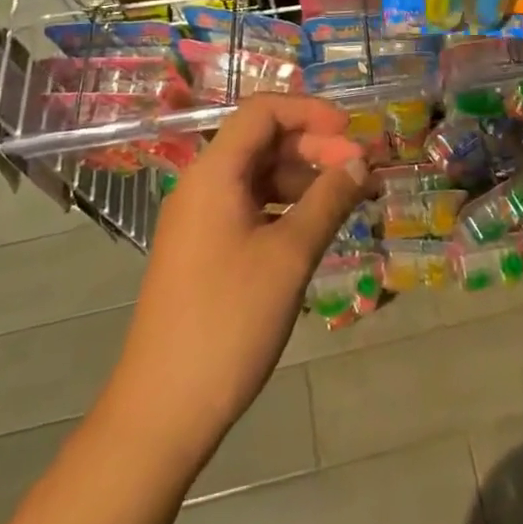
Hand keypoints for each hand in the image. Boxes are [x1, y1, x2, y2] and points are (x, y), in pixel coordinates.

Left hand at [105, 95, 368, 465]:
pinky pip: (249, 208)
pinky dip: (285, 208)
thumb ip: (328, 200)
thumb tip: (361, 163)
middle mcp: (201, 185)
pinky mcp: (203, 251)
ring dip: (304, 179)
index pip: (263, 111)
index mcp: (214, 173)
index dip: (310, 112)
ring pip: (258, 176)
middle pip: (262, 141)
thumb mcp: (289, 257)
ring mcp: (199, 220)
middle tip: (361, 173)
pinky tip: (314, 229)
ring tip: (347, 200)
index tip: (352, 134)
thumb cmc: (228, 322)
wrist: (161, 412)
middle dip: (314, 148)